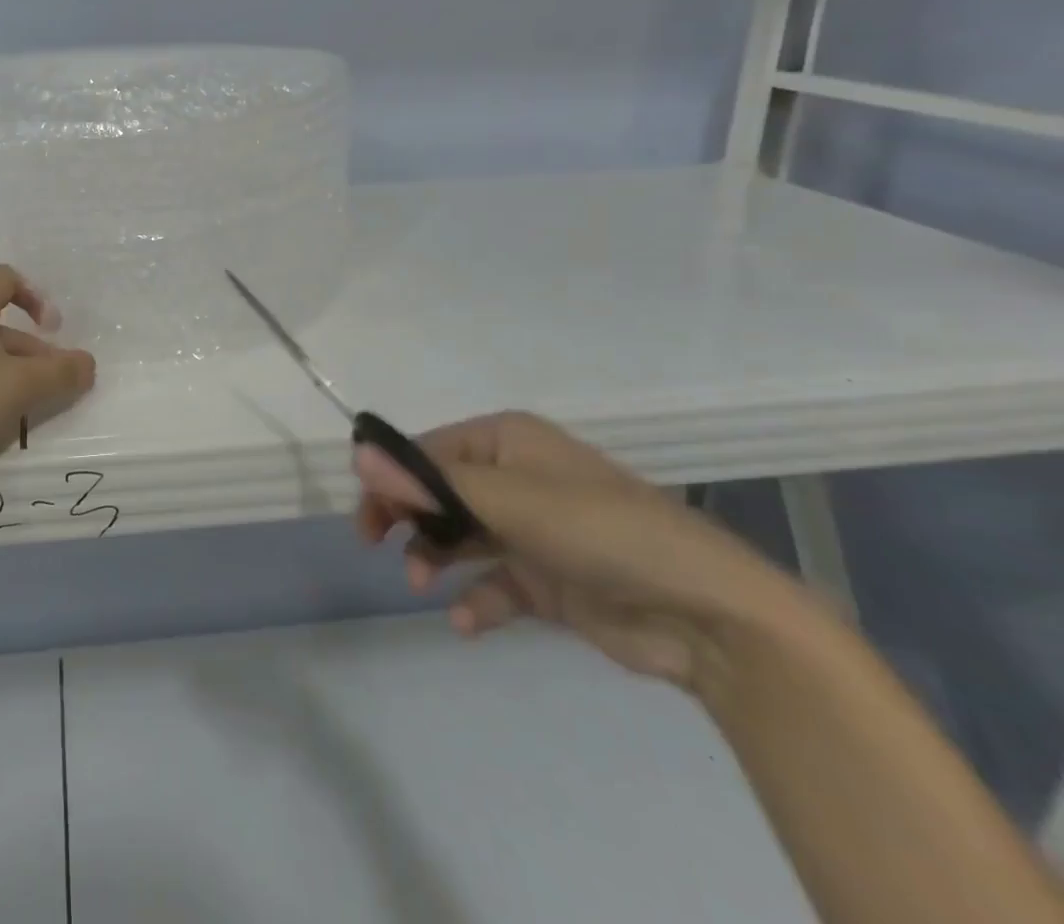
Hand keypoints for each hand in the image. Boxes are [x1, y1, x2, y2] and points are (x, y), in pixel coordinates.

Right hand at [355, 411, 810, 693]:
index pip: (427, 451)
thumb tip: (357, 453)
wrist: (708, 616)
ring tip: (421, 583)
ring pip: (460, 536)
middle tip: (376, 545)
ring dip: (434, 557)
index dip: (391, 479)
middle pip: (438, 492)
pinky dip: (475, 600)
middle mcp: (515, 477)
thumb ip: (428, 483)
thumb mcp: (508, 500)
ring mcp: (531, 529)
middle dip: (409, 518)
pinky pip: (494, 582)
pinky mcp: (547, 578)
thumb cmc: (600, 532)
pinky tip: (466, 623)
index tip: (366, 516)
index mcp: (506, 442)